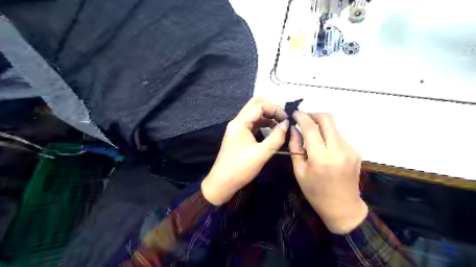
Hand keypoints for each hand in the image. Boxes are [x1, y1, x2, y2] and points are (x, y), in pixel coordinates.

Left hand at [199, 98, 285, 205]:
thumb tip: (287, 124)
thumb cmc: (241, 168)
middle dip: (271, 109)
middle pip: (255, 105)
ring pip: (254, 114)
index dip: (275, 108)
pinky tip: (272, 131)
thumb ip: (276, 137)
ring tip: (281, 126)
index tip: (287, 119)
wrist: (222, 183)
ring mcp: (237, 129)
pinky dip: (263, 125)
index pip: (259, 105)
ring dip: (268, 117)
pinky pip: (253, 124)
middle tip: (284, 119)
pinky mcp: (239, 136)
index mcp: (240, 123)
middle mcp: (237, 122)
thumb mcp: (262, 153)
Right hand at [288, 112, 365, 232]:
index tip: (295, 114)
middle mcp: (338, 150)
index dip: (301, 117)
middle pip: (327, 119)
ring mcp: (350, 149)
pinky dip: (328, 136)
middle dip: (313, 115)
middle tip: (303, 119)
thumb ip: (295, 147)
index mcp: (321, 157)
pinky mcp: (355, 151)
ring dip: (320, 126)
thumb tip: (294, 129)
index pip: (311, 127)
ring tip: (311, 136)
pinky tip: (323, 147)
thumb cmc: (315, 193)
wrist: (343, 208)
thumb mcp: (299, 171)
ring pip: (333, 127)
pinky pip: (338, 136)